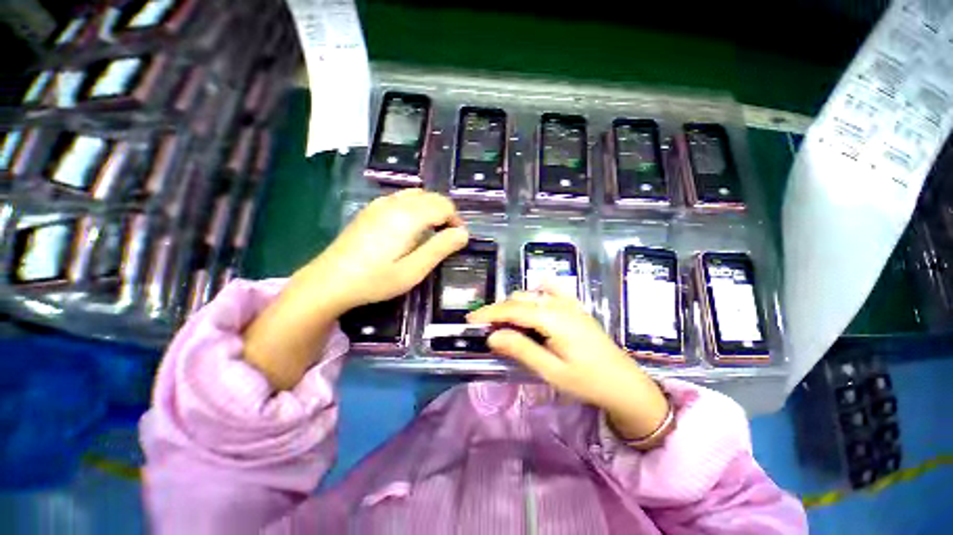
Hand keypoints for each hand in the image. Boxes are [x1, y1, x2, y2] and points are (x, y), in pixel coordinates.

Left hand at [305, 188, 469, 312]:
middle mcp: (395, 203)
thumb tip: (464, 233)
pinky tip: (409, 227)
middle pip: (432, 196)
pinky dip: (415, 207)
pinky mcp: (371, 209)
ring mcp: (380, 204)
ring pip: (417, 194)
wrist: (329, 281)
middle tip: (446, 238)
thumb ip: (441, 248)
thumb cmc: (376, 280)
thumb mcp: (414, 270)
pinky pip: (401, 198)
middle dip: (446, 213)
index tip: (457, 240)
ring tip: (431, 232)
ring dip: (431, 209)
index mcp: (409, 216)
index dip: (456, 220)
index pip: (444, 205)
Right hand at [467, 288, 669, 440]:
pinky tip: (531, 305)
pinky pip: (550, 290)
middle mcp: (559, 303)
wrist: (624, 383)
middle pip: (520, 299)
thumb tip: (492, 336)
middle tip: (488, 330)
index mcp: (553, 318)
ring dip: (514, 305)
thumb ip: (521, 349)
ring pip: (532, 294)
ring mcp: (569, 302)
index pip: (512, 309)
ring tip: (506, 325)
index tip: (470, 320)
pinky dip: (535, 294)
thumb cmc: (587, 381)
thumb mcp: (551, 370)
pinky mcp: (574, 306)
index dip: (489, 313)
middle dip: (499, 311)